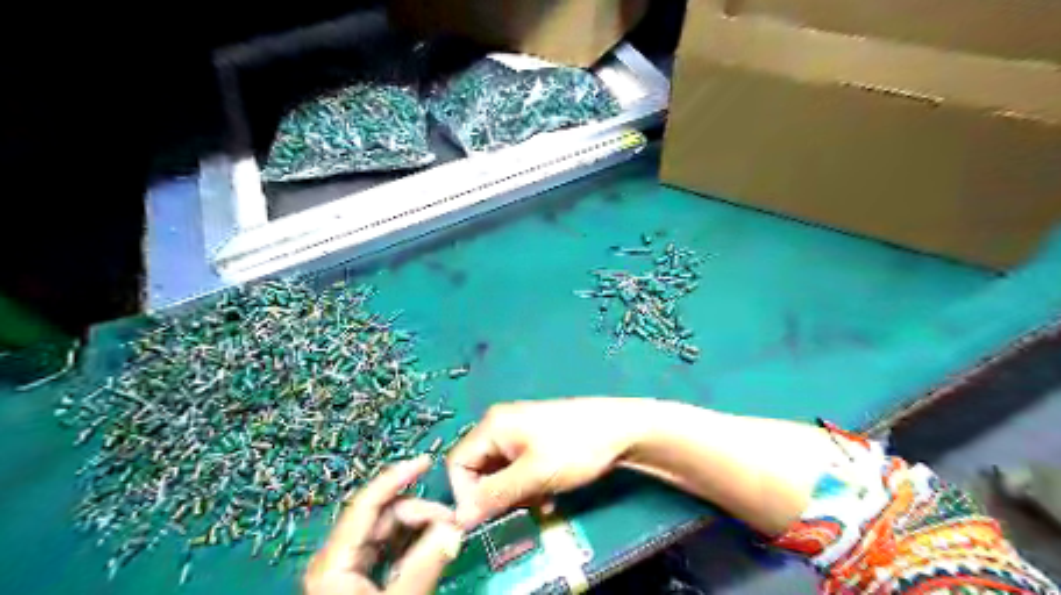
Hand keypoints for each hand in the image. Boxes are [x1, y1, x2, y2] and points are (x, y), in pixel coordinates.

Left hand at [300, 455, 463, 594]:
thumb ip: (425, 565)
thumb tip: (453, 528)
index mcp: (336, 558)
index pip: (369, 502)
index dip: (398, 476)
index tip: (427, 462)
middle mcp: (339, 555)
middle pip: (383, 516)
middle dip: (420, 512)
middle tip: (454, 523)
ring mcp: (346, 568)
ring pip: (388, 532)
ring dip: (419, 527)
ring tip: (447, 535)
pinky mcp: (357, 580)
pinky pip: (388, 550)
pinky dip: (412, 544)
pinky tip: (431, 547)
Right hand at [444, 397, 641, 527]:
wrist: (620, 429)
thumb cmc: (574, 447)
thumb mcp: (533, 475)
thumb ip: (493, 496)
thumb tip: (458, 519)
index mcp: (493, 425)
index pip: (458, 463)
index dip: (465, 494)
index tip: (486, 517)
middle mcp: (501, 425)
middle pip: (478, 468)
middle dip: (494, 495)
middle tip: (518, 509)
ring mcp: (519, 431)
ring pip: (500, 472)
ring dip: (513, 494)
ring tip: (538, 502)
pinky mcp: (536, 440)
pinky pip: (518, 468)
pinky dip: (526, 486)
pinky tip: (547, 497)